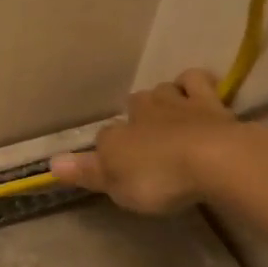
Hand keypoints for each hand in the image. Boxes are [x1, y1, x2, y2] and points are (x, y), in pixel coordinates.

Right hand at [49, 68, 238, 213]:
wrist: (216, 160)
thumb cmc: (159, 178)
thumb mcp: (116, 185)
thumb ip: (86, 172)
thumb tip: (51, 163)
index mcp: (117, 134)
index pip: (104, 137)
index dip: (106, 150)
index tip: (112, 165)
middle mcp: (144, 111)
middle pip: (135, 104)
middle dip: (137, 115)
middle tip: (144, 135)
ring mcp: (179, 103)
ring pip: (164, 88)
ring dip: (164, 96)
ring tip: (170, 113)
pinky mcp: (213, 103)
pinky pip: (198, 81)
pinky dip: (194, 84)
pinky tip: (198, 94)